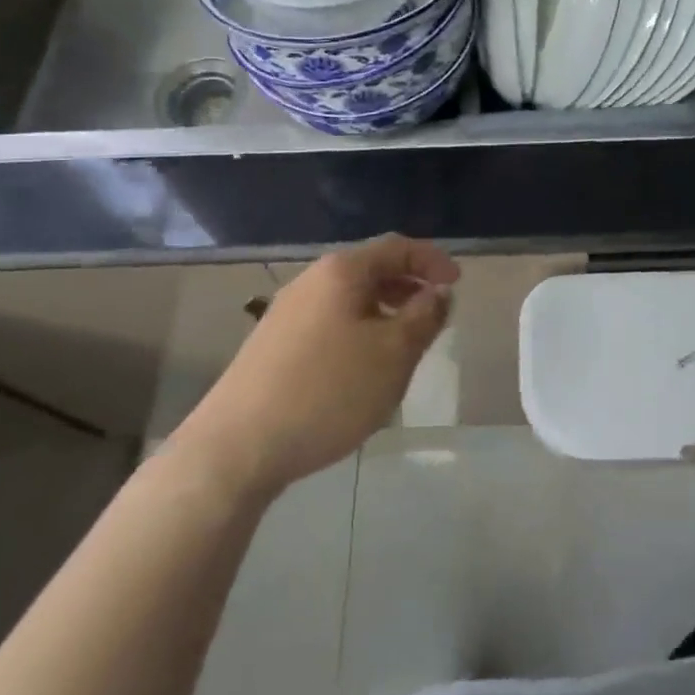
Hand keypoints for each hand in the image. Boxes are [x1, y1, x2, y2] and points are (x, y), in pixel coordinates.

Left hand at [184, 235, 458, 491]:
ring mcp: (286, 313)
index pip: (397, 247)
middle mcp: (311, 281)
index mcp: (341, 272)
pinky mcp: (273, 345)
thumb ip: (424, 317)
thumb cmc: (328, 391)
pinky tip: (363, 369)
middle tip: (435, 313)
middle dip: (409, 286)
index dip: (432, 260)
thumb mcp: (394, 354)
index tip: (457, 283)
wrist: (237, 447)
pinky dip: (359, 330)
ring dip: (385, 311)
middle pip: (371, 270)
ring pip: (349, 299)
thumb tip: (438, 293)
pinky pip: (329, 323)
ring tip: (405, 344)